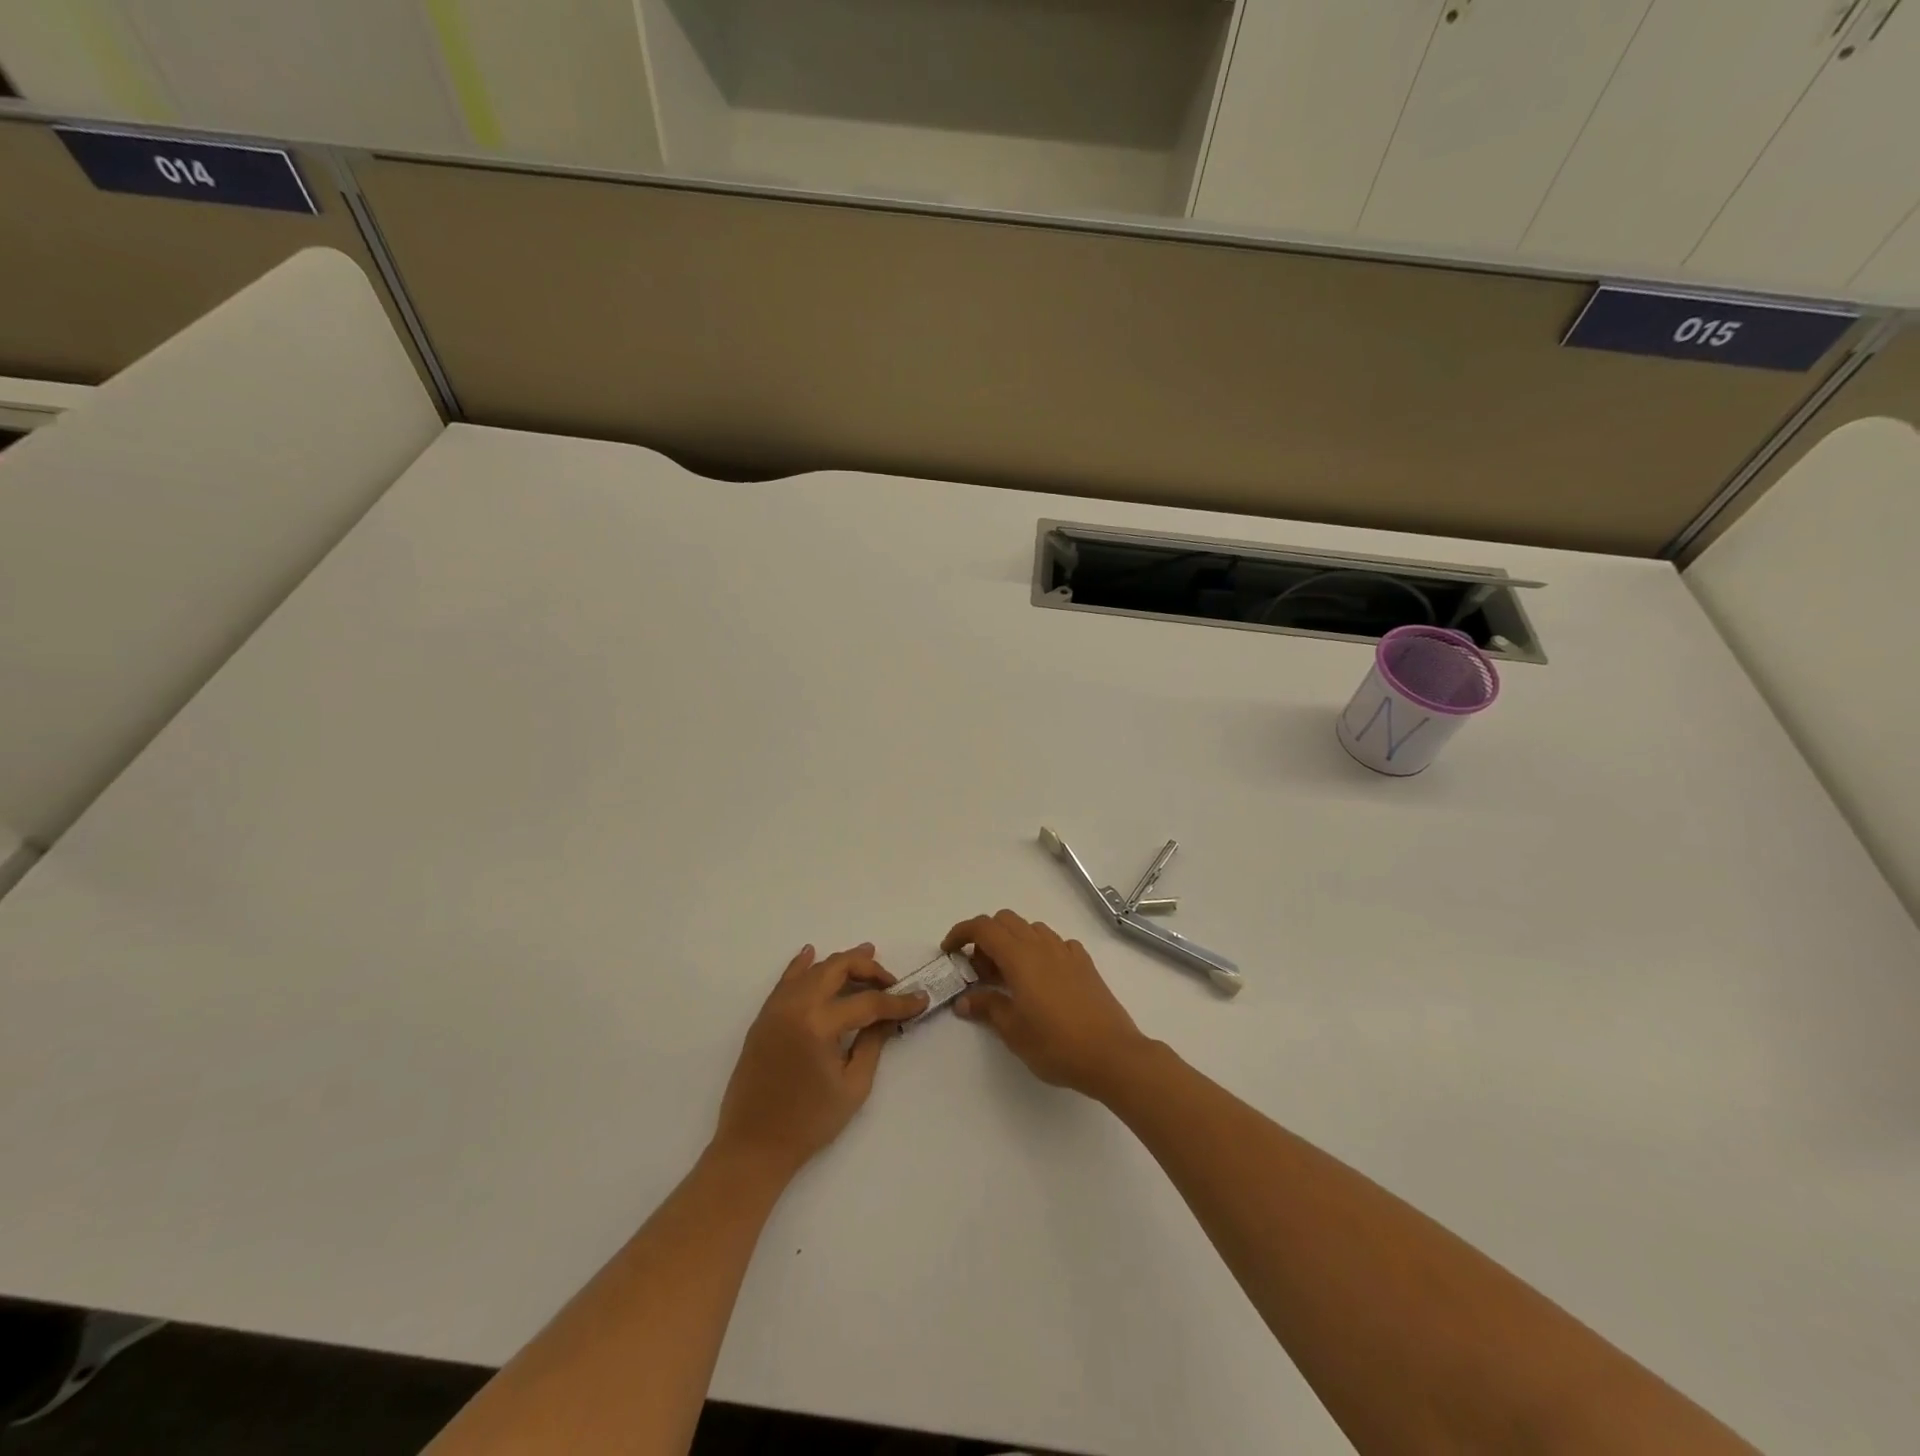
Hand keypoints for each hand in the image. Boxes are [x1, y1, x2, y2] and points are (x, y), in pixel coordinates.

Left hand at [712, 944, 926, 1181]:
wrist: (753, 1146)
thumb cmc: (808, 1123)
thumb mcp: (853, 1087)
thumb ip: (872, 1043)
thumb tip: (887, 1017)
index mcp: (818, 1024)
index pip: (867, 1003)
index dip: (897, 1002)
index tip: (920, 999)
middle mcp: (795, 1006)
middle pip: (838, 968)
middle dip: (868, 968)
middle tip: (890, 980)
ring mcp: (776, 1008)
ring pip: (813, 969)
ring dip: (841, 962)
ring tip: (866, 955)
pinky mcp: (764, 1017)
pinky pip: (786, 980)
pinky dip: (802, 964)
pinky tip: (811, 953)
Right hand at [945, 911, 1154, 1100]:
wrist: (1112, 1054)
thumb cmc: (1057, 1044)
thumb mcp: (1013, 1031)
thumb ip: (987, 1008)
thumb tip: (964, 1001)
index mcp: (1020, 957)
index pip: (983, 928)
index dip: (961, 933)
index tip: (950, 952)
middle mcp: (1042, 945)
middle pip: (1005, 921)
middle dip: (986, 939)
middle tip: (980, 973)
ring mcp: (1067, 952)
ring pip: (1031, 930)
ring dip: (1013, 943)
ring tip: (1010, 979)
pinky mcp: (1085, 963)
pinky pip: (1055, 944)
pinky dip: (1040, 952)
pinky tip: (1042, 980)